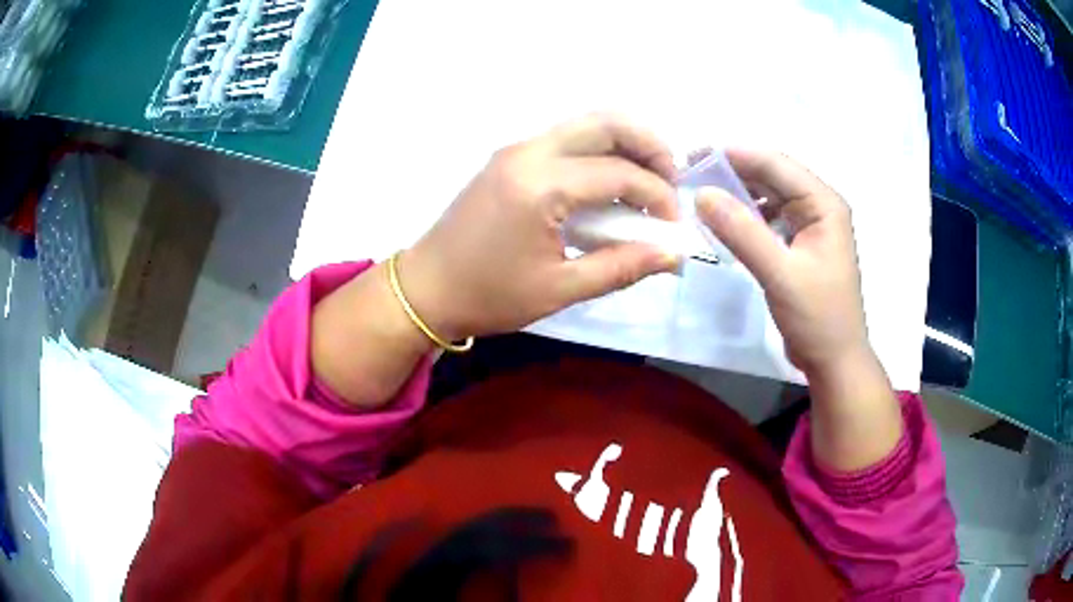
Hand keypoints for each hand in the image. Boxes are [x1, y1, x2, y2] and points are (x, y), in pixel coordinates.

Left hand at [398, 114, 680, 339]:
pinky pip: (566, 138)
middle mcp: (529, 152)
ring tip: (647, 182)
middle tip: (670, 183)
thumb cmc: (488, 295)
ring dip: (625, 144)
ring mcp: (516, 149)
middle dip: (650, 146)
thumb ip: (620, 267)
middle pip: (606, 122)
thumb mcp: (559, 290)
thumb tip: (672, 255)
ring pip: (586, 124)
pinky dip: (599, 151)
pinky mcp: (509, 156)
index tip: (673, 228)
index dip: (658, 197)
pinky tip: (609, 184)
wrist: (426, 287)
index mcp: (540, 185)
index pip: (620, 174)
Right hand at [694, 149, 869, 377]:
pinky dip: (744, 218)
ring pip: (767, 197)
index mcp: (823, 204)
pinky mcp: (797, 245)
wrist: (833, 361)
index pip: (776, 164)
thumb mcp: (780, 274)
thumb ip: (742, 232)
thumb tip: (701, 194)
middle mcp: (818, 207)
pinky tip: (721, 224)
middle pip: (771, 177)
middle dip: (732, 172)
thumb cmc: (818, 317)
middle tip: (688, 174)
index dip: (735, 154)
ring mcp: (808, 226)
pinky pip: (767, 220)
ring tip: (699, 196)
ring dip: (736, 194)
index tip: (693, 154)